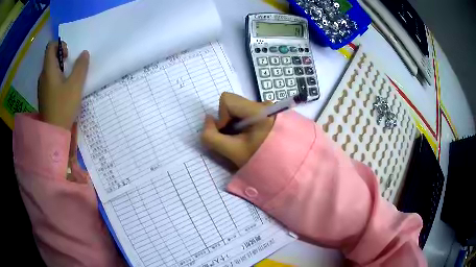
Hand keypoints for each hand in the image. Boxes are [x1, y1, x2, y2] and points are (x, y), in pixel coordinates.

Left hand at [38, 40, 89, 129]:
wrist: (53, 133)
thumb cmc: (63, 107)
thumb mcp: (75, 85)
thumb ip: (81, 67)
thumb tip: (84, 53)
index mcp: (48, 70)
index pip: (50, 46)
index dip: (60, 45)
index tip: (68, 55)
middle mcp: (42, 76)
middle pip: (50, 58)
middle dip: (62, 58)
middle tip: (71, 67)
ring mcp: (42, 87)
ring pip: (50, 70)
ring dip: (60, 69)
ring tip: (69, 79)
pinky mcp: (43, 96)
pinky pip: (49, 81)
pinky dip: (57, 79)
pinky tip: (63, 91)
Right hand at [201, 92, 274, 167]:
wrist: (284, 167)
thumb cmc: (260, 161)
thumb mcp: (232, 152)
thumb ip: (211, 137)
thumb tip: (208, 120)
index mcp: (259, 110)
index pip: (227, 99)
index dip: (222, 116)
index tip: (229, 134)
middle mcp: (264, 104)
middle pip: (233, 104)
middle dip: (228, 120)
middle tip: (235, 138)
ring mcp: (267, 108)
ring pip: (239, 109)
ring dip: (235, 123)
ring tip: (243, 139)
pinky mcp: (268, 113)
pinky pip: (247, 114)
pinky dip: (243, 124)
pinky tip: (249, 136)